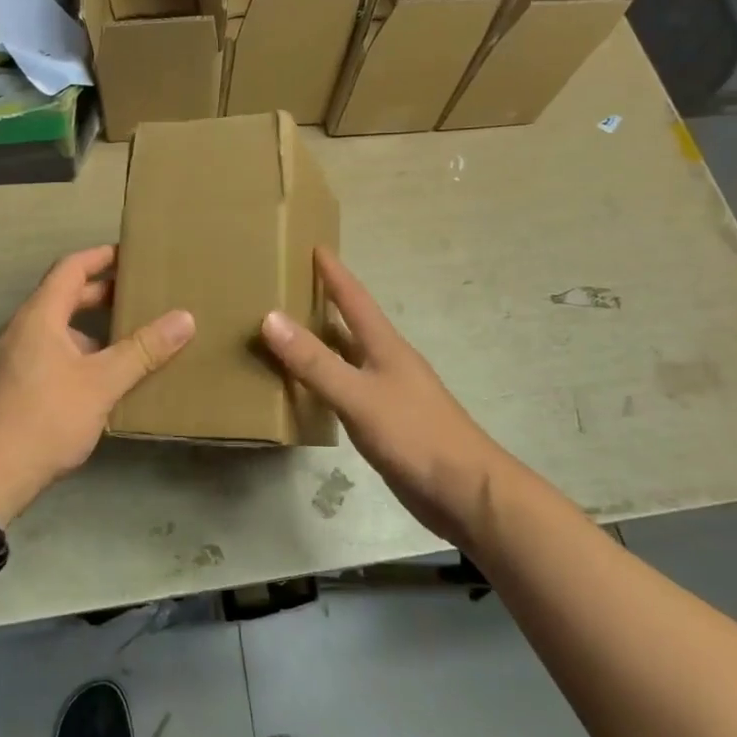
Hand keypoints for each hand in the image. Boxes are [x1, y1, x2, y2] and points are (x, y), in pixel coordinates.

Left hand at [0, 245, 193, 520]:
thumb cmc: (44, 419)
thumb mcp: (101, 384)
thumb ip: (143, 350)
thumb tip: (185, 317)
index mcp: (39, 316)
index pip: (71, 268)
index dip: (101, 256)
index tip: (131, 253)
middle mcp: (21, 330)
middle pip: (64, 297)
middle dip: (102, 294)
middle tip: (141, 296)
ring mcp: (12, 360)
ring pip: (58, 330)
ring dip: (92, 330)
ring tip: (131, 339)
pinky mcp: (11, 387)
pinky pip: (50, 355)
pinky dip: (79, 354)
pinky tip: (103, 379)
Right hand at [261, 248, 504, 546]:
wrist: (465, 491)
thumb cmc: (415, 435)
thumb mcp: (358, 395)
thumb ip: (314, 361)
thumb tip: (270, 317)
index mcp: (385, 346)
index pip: (355, 298)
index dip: (334, 273)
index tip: (315, 246)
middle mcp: (387, 362)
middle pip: (351, 324)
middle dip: (324, 303)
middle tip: (288, 287)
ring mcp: (389, 393)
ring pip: (348, 357)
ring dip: (322, 343)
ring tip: (286, 333)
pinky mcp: (386, 422)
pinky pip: (347, 388)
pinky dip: (325, 380)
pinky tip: (306, 390)